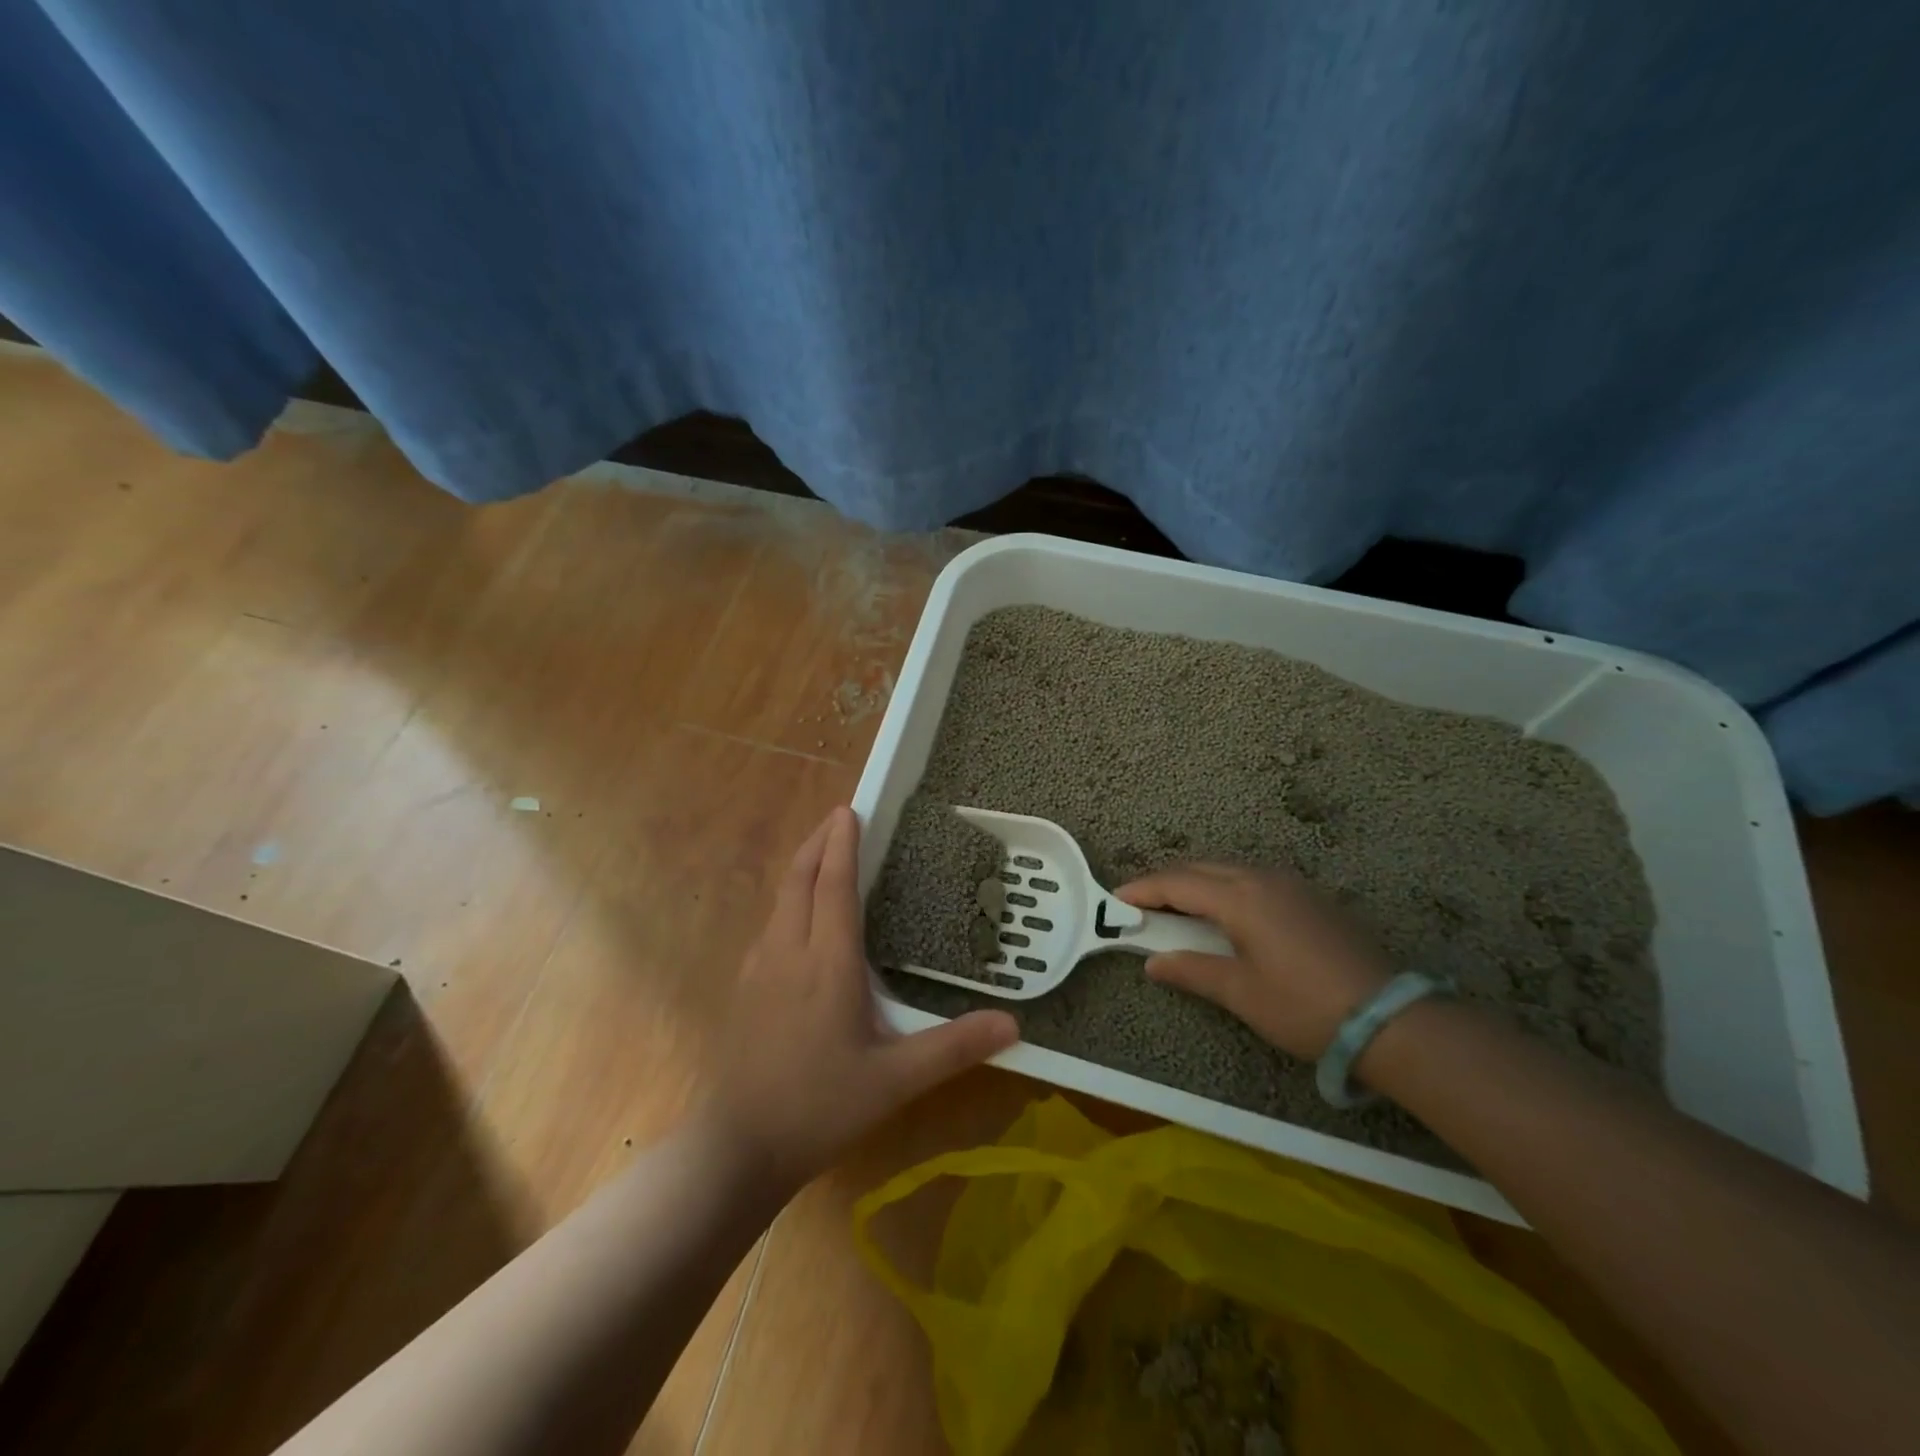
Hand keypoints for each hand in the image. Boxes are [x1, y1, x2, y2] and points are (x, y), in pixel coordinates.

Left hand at [703, 806, 1019, 1196]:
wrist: (737, 1148)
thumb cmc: (819, 1108)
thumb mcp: (895, 1080)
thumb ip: (953, 1047)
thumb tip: (1014, 1024)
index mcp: (826, 963)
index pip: (833, 886)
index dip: (841, 844)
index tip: (849, 810)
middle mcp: (787, 952)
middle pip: (798, 880)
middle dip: (816, 842)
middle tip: (838, 818)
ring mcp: (758, 969)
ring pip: (779, 900)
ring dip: (801, 869)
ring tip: (822, 856)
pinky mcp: (743, 988)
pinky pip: (770, 925)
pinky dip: (789, 900)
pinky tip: (799, 920)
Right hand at [1116, 862, 1391, 1059]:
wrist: (1391, 1019)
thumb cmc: (1305, 1006)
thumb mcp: (1241, 993)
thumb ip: (1192, 970)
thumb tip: (1153, 963)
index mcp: (1240, 897)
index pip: (1177, 883)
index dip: (1142, 890)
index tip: (1115, 901)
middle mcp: (1262, 878)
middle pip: (1200, 869)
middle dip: (1165, 883)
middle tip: (1140, 906)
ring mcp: (1291, 884)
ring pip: (1227, 871)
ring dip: (1195, 884)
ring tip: (1176, 910)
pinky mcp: (1310, 897)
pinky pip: (1252, 879)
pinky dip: (1224, 889)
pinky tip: (1223, 915)